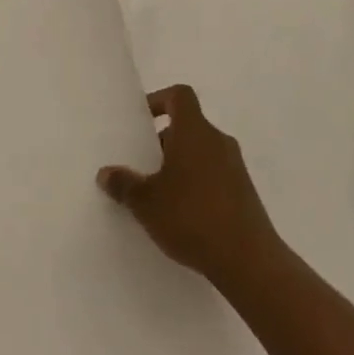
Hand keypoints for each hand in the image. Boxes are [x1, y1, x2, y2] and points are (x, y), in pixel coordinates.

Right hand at [97, 84, 286, 290]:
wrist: (247, 259)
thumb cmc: (191, 217)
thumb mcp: (146, 203)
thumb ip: (124, 184)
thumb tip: (106, 173)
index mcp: (194, 131)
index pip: (179, 95)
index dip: (159, 100)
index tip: (140, 122)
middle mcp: (218, 140)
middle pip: (188, 125)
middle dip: (163, 141)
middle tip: (141, 165)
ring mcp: (235, 165)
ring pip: (201, 151)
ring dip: (179, 164)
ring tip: (157, 194)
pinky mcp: (244, 191)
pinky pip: (214, 173)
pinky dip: (196, 183)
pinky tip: (181, 214)